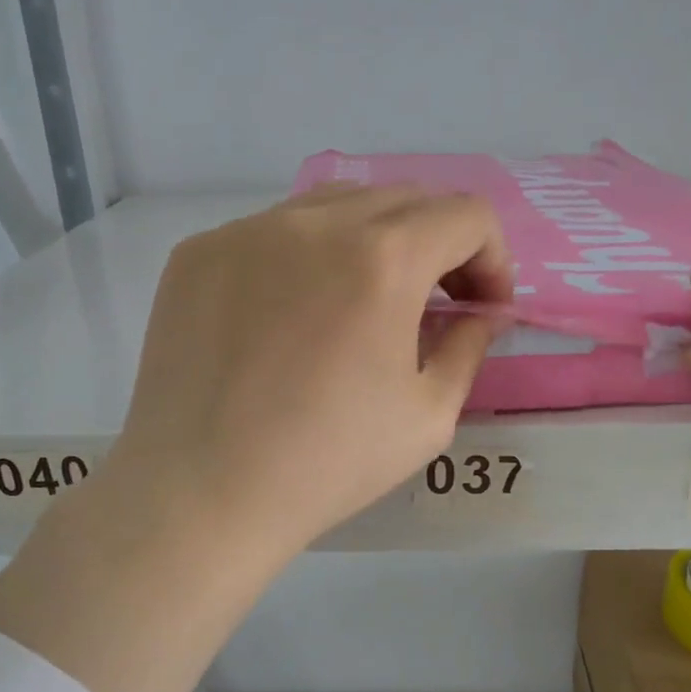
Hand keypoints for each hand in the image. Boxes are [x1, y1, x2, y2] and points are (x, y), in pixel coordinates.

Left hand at [106, 184, 511, 559]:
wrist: (199, 492)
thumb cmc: (327, 464)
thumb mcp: (427, 416)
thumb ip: (469, 347)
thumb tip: (482, 314)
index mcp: (383, 259)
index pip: (466, 215)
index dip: (492, 259)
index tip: (480, 309)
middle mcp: (314, 222)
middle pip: (404, 199)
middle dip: (438, 246)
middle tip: (432, 307)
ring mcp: (246, 230)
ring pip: (335, 206)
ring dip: (371, 243)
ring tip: (361, 306)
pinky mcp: (198, 252)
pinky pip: (272, 233)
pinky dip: (304, 259)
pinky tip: (290, 319)